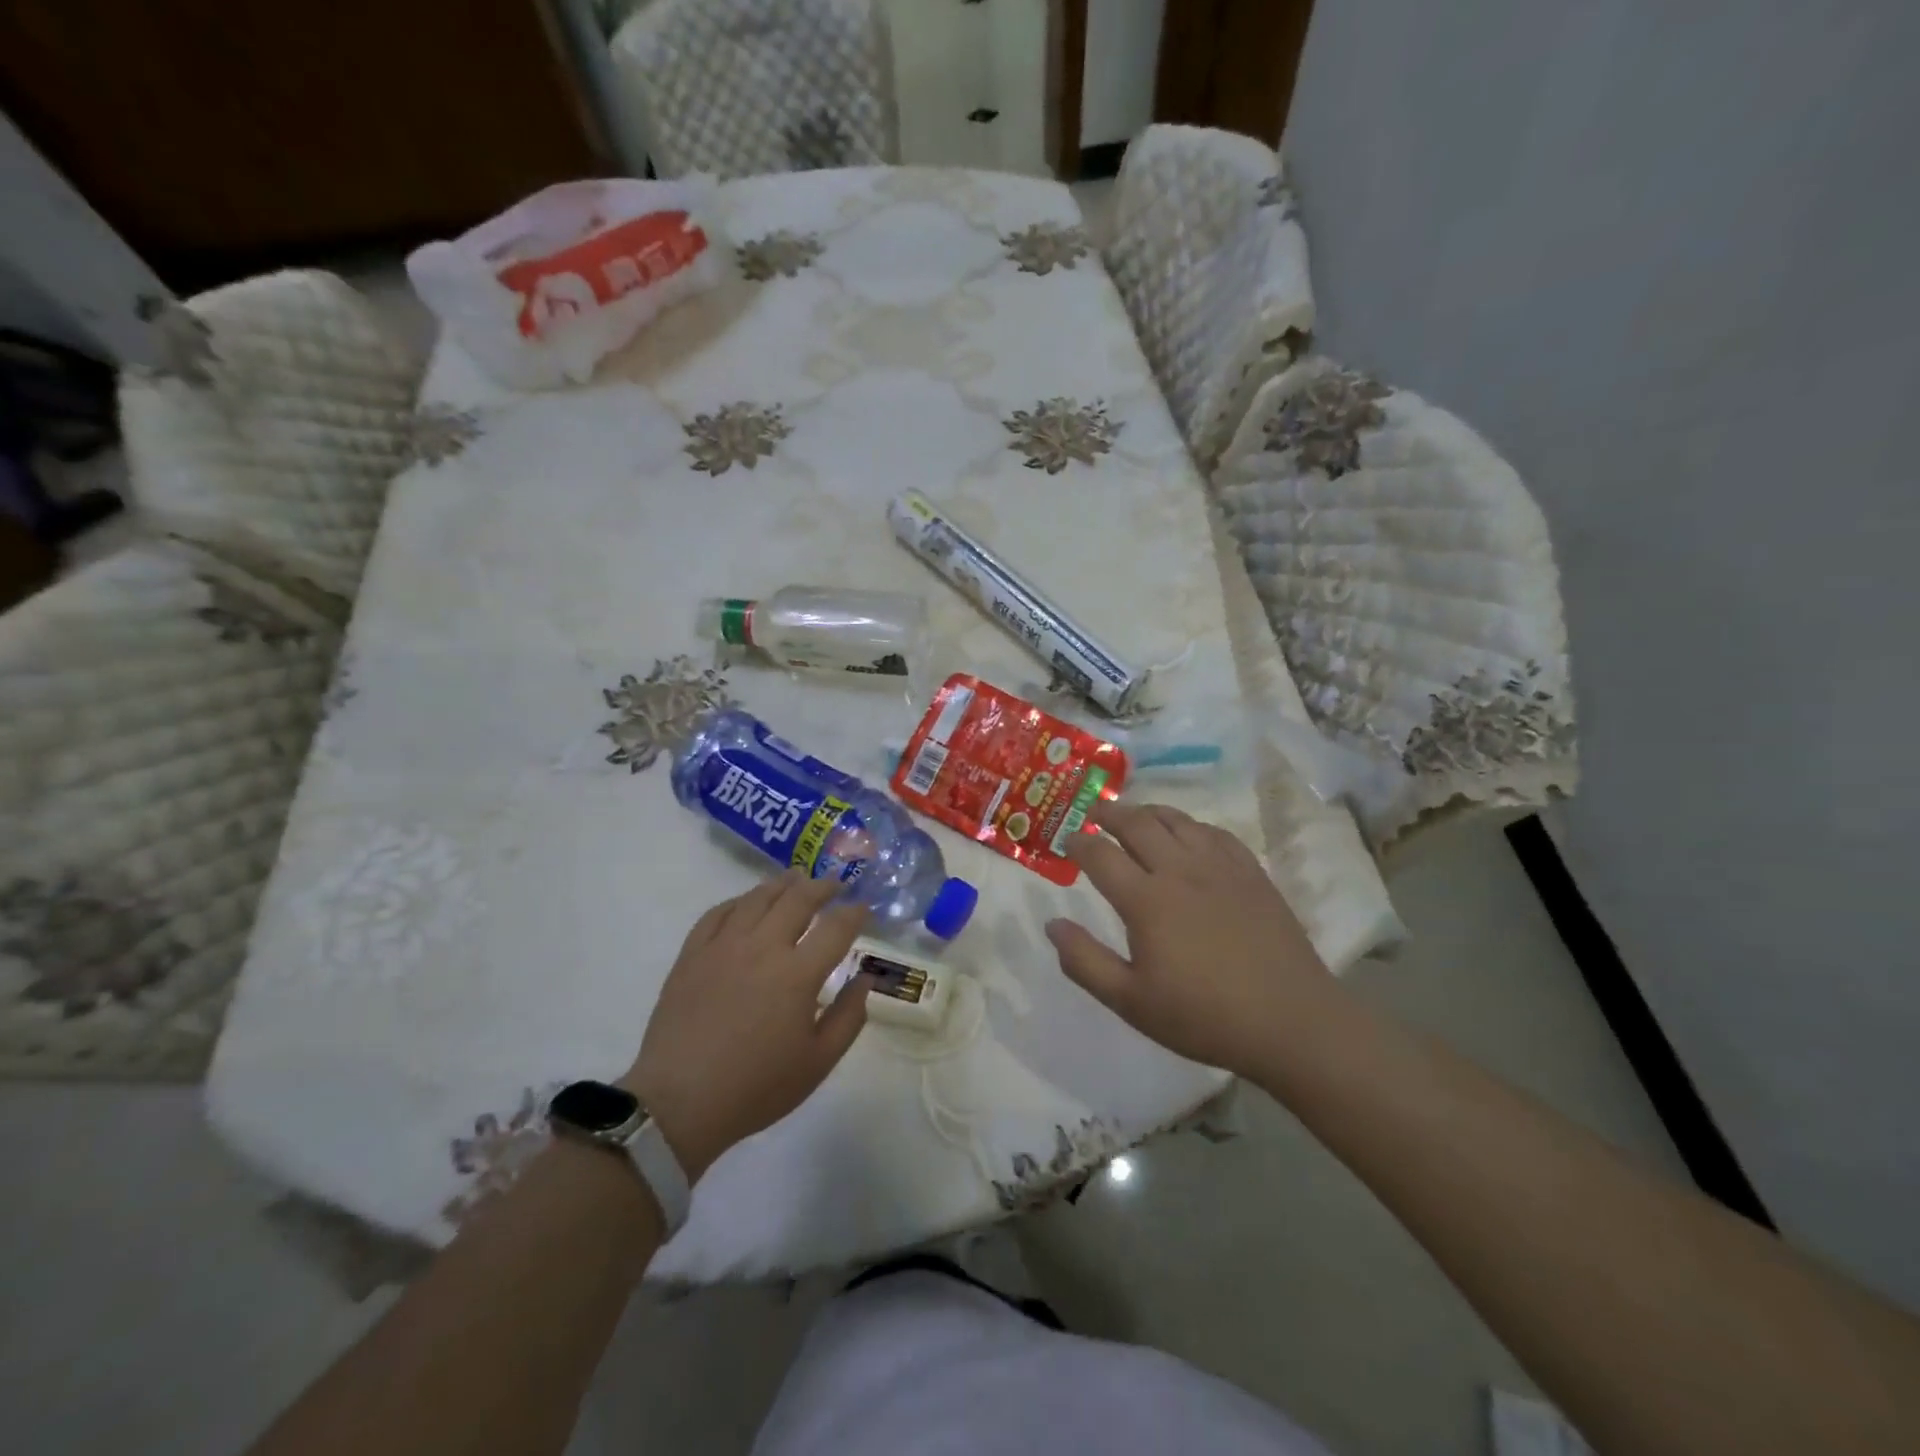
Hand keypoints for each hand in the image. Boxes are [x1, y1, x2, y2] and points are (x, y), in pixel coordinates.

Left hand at [624, 872, 869, 1181]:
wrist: (680, 1103)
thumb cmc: (756, 1088)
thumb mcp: (818, 1062)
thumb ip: (849, 1017)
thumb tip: (864, 978)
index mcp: (798, 974)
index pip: (836, 927)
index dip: (855, 913)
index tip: (863, 908)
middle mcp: (763, 947)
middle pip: (798, 899)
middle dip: (822, 887)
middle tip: (835, 884)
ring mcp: (723, 946)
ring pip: (757, 898)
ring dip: (782, 884)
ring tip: (796, 878)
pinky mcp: (692, 954)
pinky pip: (717, 913)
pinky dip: (738, 901)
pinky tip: (747, 902)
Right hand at [1045, 802, 1332, 1077]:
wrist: (1291, 1022)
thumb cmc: (1203, 1017)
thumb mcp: (1131, 1002)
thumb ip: (1085, 962)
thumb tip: (1052, 924)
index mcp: (1147, 901)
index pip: (1101, 855)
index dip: (1079, 842)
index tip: (1067, 839)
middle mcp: (1180, 871)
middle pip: (1137, 824)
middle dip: (1109, 812)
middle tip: (1093, 811)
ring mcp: (1220, 867)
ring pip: (1177, 820)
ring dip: (1148, 811)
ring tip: (1134, 815)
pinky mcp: (1251, 873)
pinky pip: (1214, 832)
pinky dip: (1190, 825)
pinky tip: (1188, 834)